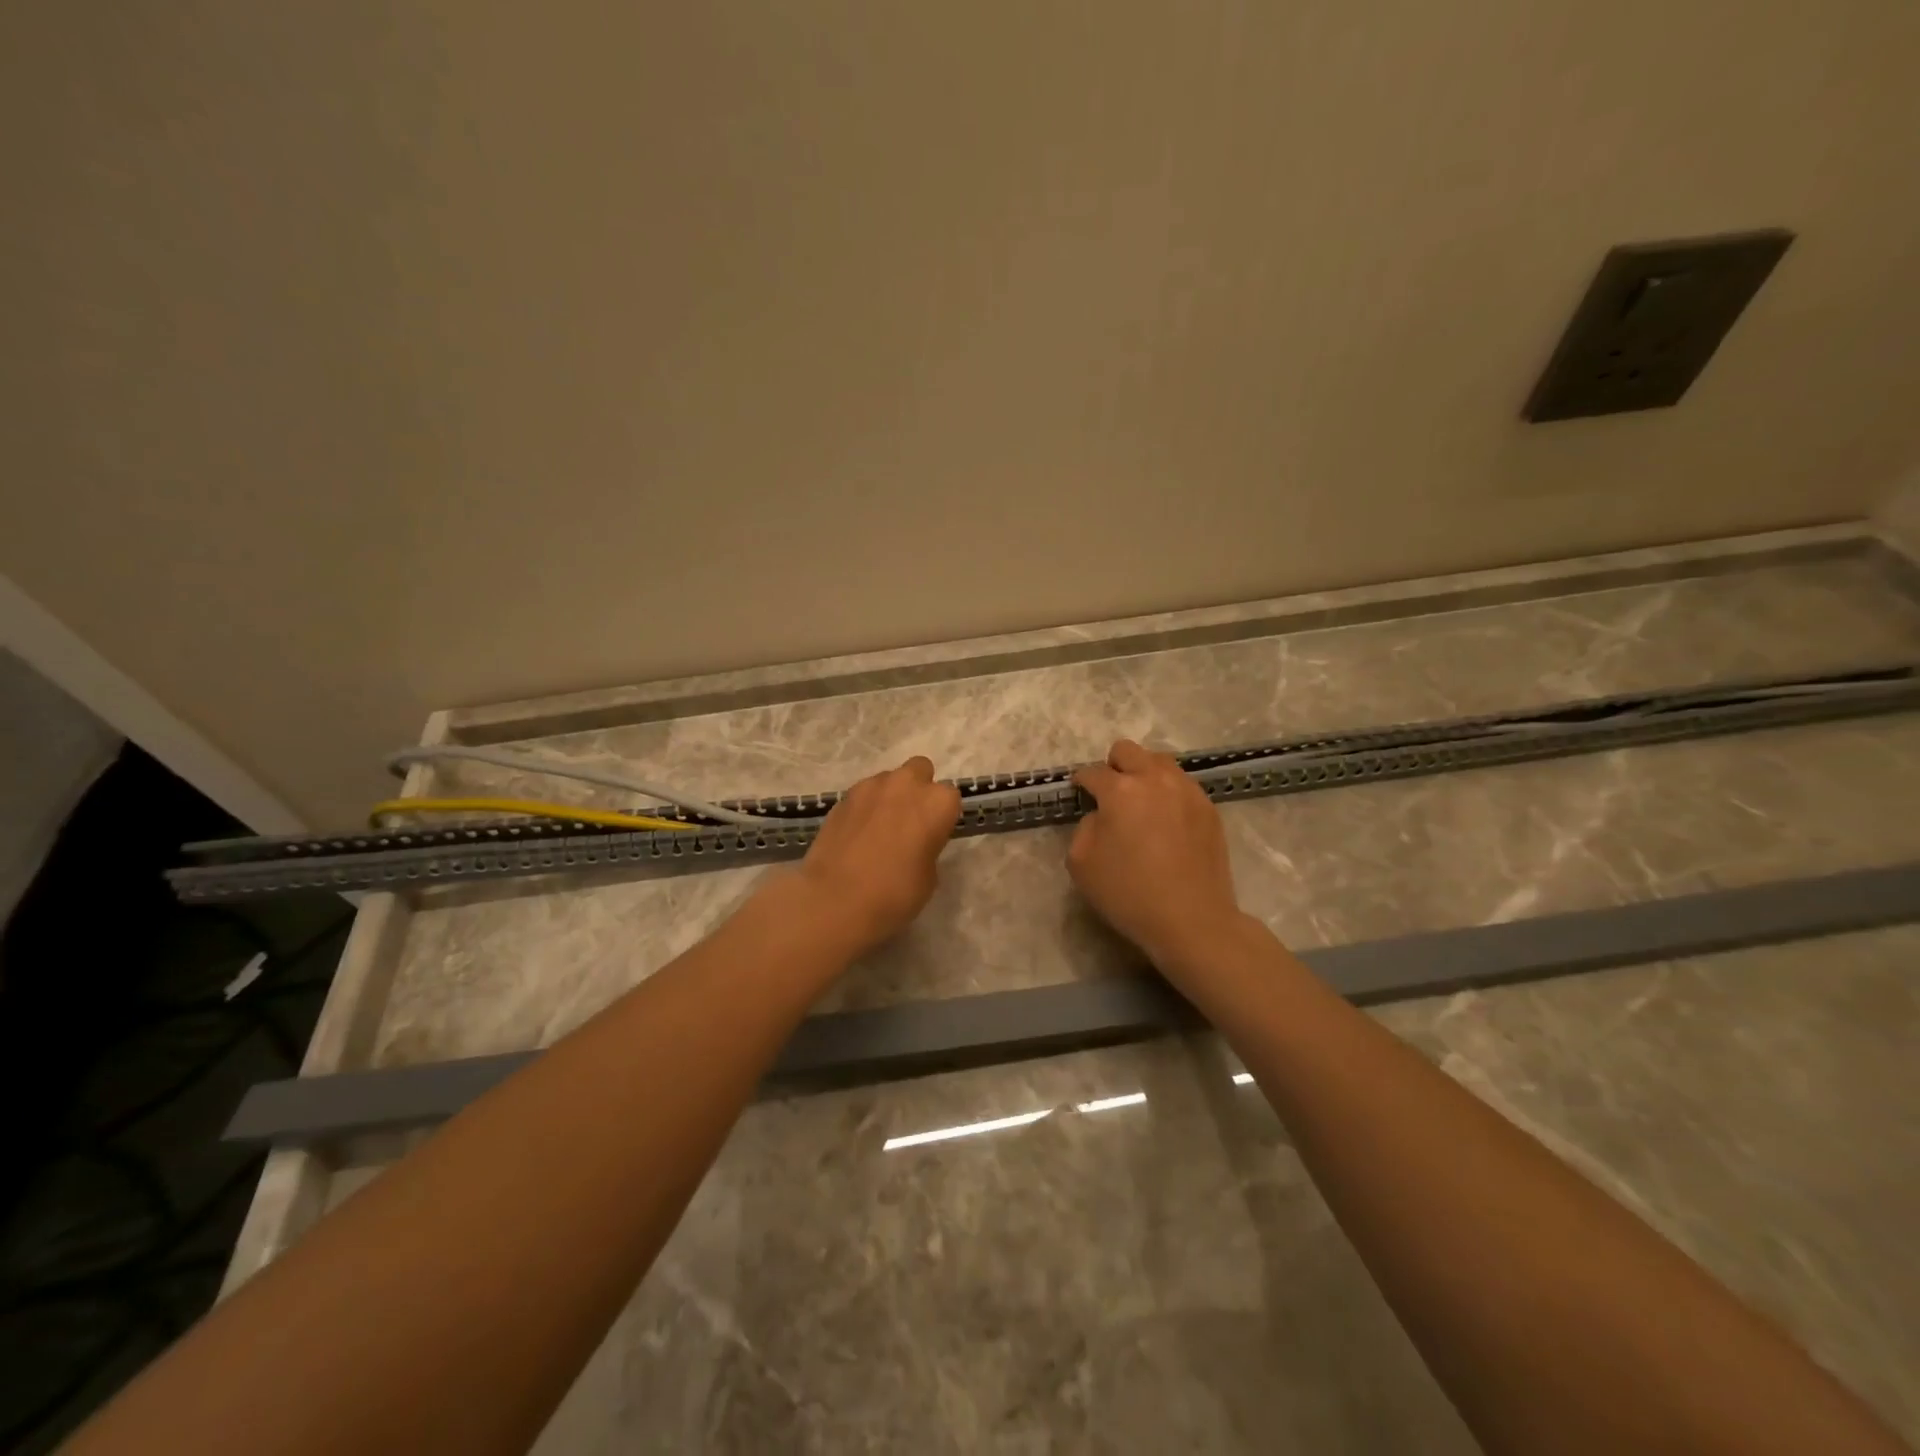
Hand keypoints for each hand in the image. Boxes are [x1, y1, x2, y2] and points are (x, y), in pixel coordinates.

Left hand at [786, 756, 961, 957]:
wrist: (835, 899)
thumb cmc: (894, 893)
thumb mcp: (928, 877)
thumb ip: (928, 848)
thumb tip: (915, 844)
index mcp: (937, 803)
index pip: (950, 797)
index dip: (942, 816)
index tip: (934, 836)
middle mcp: (906, 784)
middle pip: (920, 770)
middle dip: (918, 789)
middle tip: (909, 821)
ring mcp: (871, 786)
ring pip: (889, 780)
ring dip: (889, 796)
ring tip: (879, 829)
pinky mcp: (843, 797)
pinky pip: (863, 795)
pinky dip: (865, 808)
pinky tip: (857, 834)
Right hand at [1069, 739, 1245, 974]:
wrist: (1192, 920)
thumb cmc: (1129, 894)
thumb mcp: (1081, 863)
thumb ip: (1085, 827)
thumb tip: (1101, 816)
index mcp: (1120, 791)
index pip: (1093, 772)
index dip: (1081, 782)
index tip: (1080, 792)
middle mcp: (1155, 780)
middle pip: (1128, 751)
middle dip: (1113, 766)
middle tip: (1110, 794)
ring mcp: (1187, 791)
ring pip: (1160, 761)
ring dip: (1143, 774)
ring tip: (1141, 803)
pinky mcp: (1209, 808)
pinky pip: (1182, 785)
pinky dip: (1168, 793)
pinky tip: (1165, 821)